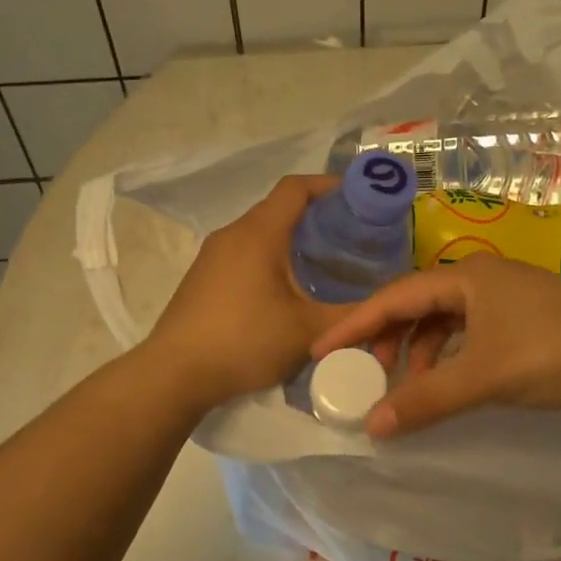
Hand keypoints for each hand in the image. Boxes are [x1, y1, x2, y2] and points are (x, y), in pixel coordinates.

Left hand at [145, 175, 346, 410]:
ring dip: (293, 242)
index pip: (296, 187)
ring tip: (327, 267)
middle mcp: (232, 234)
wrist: (176, 375)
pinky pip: (245, 255)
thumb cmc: (245, 341)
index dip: (330, 186)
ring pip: (261, 234)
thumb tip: (385, 306)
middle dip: (318, 218)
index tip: (360, 201)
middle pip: (279, 209)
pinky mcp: (203, 279)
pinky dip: (271, 260)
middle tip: (353, 241)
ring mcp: (212, 256)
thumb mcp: (308, 331)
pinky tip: (288, 292)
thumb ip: (351, 316)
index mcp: (259, 233)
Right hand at [310, 256, 560, 437]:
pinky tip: (446, 382)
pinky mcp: (523, 320)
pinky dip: (448, 358)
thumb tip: (372, 427)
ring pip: (443, 322)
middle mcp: (481, 279)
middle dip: (386, 341)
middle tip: (365, 375)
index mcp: (466, 276)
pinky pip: (467, 334)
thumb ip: (427, 399)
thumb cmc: (552, 351)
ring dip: (418, 353)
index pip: (394, 297)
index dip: (354, 324)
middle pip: (416, 306)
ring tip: (406, 387)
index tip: (322, 350)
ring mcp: (505, 299)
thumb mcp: (483, 375)